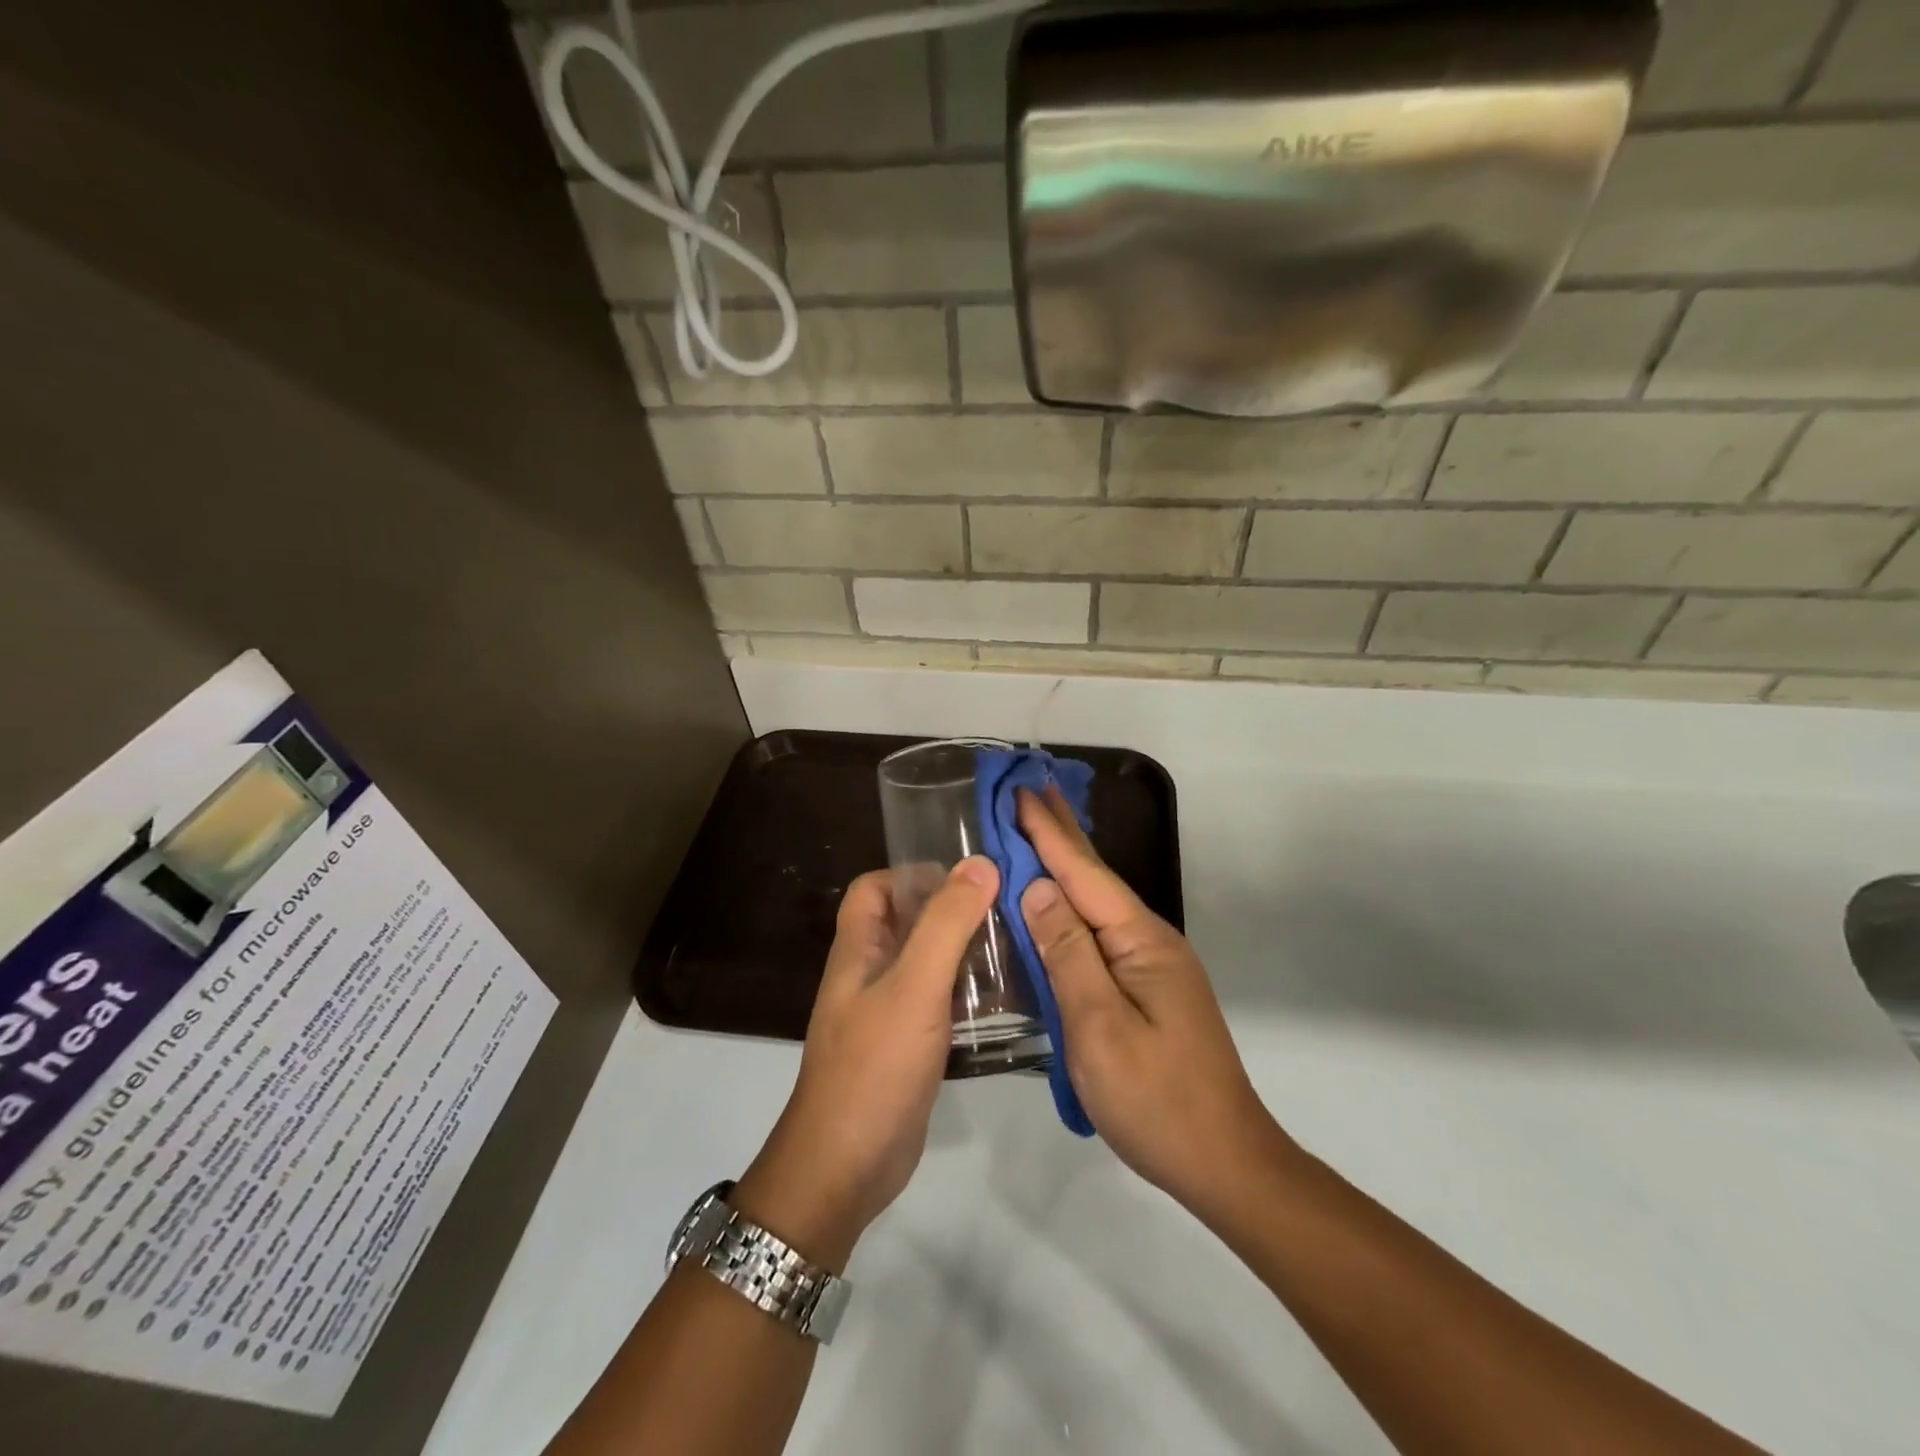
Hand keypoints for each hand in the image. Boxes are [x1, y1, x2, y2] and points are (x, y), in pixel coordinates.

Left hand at [734, 859, 998, 1268]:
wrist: (845, 1166)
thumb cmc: (875, 1065)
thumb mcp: (915, 986)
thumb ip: (946, 924)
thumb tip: (980, 864)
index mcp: (858, 949)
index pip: (874, 887)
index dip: (912, 874)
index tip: (966, 881)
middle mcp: (869, 973)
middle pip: (906, 922)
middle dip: (951, 910)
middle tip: (1007, 910)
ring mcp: (887, 1012)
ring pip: (926, 963)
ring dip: (964, 951)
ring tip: (1017, 946)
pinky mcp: (907, 1046)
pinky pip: (938, 1003)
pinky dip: (966, 992)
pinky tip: (1006, 998)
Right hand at [1016, 787, 1290, 1218]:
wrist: (1224, 1163)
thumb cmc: (1156, 1098)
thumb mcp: (1099, 1026)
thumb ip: (1067, 953)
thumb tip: (1038, 888)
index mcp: (1140, 941)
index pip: (1083, 874)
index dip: (1048, 832)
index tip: (1020, 791)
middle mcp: (1148, 941)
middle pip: (1095, 877)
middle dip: (1060, 834)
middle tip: (1030, 790)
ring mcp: (1151, 965)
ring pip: (1097, 904)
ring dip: (1065, 865)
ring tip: (1037, 831)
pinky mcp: (1146, 988)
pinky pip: (1099, 934)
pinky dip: (1072, 907)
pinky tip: (1058, 902)